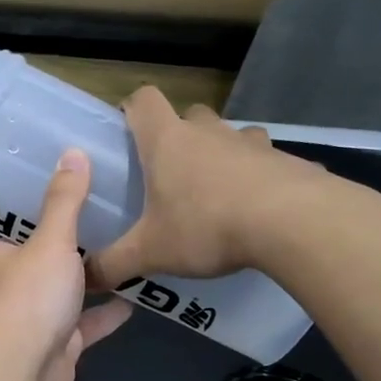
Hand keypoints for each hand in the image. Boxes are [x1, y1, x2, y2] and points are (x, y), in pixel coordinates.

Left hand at [0, 150, 131, 380]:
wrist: (21, 366)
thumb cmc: (30, 294)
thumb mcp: (52, 240)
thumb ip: (65, 200)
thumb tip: (72, 151)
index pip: (23, 231)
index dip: (50, 219)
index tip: (84, 203)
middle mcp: (10, 288)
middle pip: (47, 264)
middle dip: (76, 253)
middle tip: (117, 226)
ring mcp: (33, 320)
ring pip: (67, 296)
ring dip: (94, 284)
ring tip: (132, 258)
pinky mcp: (56, 347)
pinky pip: (84, 326)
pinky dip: (105, 316)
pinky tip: (136, 301)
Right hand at [86, 89, 331, 288]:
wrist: (297, 224)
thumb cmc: (207, 226)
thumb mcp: (149, 253)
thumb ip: (112, 265)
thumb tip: (84, 279)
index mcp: (167, 142)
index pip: (143, 100)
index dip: (132, 109)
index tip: (127, 131)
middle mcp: (209, 133)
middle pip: (189, 114)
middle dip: (179, 136)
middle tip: (170, 173)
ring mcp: (253, 144)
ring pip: (231, 135)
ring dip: (221, 154)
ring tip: (215, 192)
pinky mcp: (289, 161)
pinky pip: (267, 162)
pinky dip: (258, 178)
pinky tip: (257, 211)